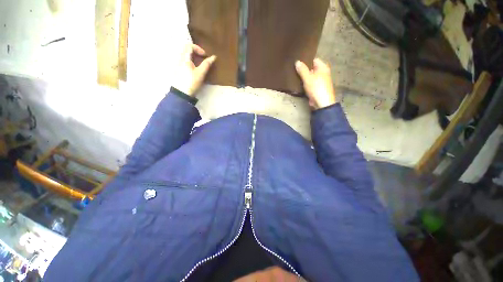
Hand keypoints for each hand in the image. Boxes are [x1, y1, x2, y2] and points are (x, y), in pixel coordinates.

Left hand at [172, 44, 216, 96]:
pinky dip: (192, 63)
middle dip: (197, 53)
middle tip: (204, 60)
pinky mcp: (179, 71)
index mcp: (184, 58)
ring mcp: (179, 65)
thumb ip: (206, 64)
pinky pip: (186, 63)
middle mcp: (180, 59)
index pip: (189, 46)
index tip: (205, 56)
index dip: (198, 48)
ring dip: (195, 59)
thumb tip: (213, 57)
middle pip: (187, 50)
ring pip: (187, 57)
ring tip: (201, 66)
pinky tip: (196, 71)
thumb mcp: (200, 73)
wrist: (181, 94)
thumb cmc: (191, 82)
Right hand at [295, 58, 336, 109]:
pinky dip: (305, 83)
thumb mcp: (308, 78)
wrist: (322, 103)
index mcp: (323, 67)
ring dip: (303, 77)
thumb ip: (302, 70)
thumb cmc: (316, 88)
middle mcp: (322, 73)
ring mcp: (320, 81)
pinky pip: (309, 83)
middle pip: (311, 68)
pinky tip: (298, 83)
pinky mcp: (316, 88)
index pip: (313, 60)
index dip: (306, 60)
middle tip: (294, 69)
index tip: (297, 62)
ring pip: (310, 76)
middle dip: (303, 69)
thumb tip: (297, 61)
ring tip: (294, 75)